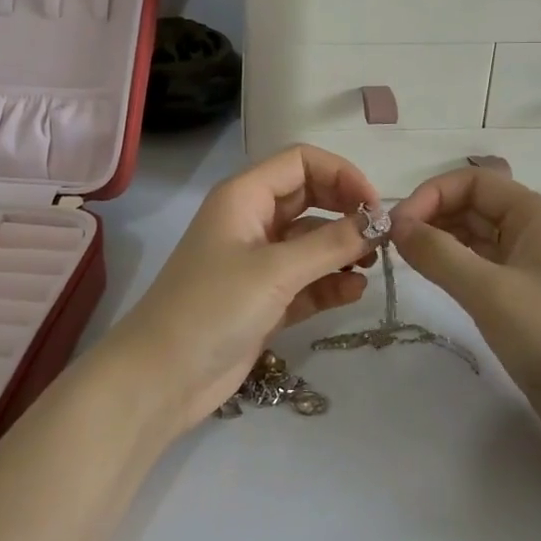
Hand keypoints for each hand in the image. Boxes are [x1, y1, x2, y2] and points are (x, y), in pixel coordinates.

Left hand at [106, 146, 380, 431]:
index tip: (373, 206)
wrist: (161, 378)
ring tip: (370, 266)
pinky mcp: (264, 299)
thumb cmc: (213, 308)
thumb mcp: (275, 271)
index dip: (341, 174)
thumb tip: (378, 222)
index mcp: (245, 196)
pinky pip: (306, 279)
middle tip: (379, 238)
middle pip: (310, 198)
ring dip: (341, 249)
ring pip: (310, 241)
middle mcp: (252, 220)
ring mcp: (257, 262)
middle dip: (346, 212)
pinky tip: (353, 292)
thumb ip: (331, 244)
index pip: (301, 162)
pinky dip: (330, 283)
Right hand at [390, 167, 540, 412]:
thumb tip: (395, 225)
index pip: (473, 181)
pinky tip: (432, 278)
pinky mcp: (527, 296)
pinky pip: (483, 265)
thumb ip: (438, 253)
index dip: (431, 194)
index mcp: (536, 214)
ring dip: (440, 240)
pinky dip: (454, 264)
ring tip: (405, 260)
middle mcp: (535, 230)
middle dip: (432, 216)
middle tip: (392, 245)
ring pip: (476, 235)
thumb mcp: (489, 292)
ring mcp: (533, 264)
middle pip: (474, 204)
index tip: (395, 226)